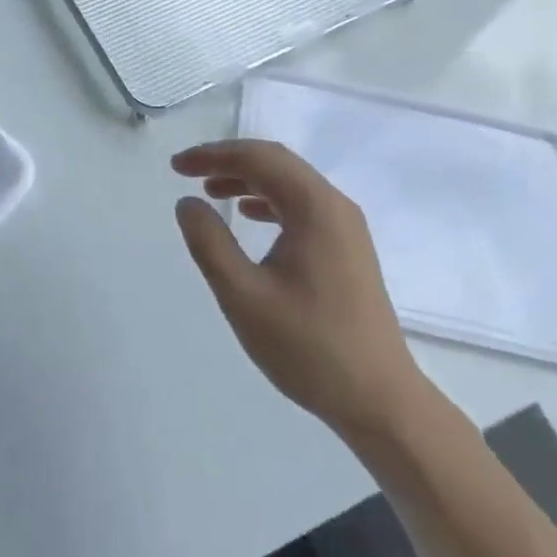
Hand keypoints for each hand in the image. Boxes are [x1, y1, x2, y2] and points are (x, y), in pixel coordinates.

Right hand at [173, 139, 424, 440]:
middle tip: (187, 172)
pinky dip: (269, 200)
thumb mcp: (244, 296)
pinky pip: (302, 205)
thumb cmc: (309, 347)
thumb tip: (187, 203)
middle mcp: (335, 206)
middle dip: (229, 160)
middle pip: (276, 162)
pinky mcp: (348, 248)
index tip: (176, 166)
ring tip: (210, 190)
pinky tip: (248, 215)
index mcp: (314, 207)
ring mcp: (346, 227)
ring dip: (248, 179)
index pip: (258, 158)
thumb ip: (210, 243)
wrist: (380, 401)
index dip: (213, 155)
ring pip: (290, 183)